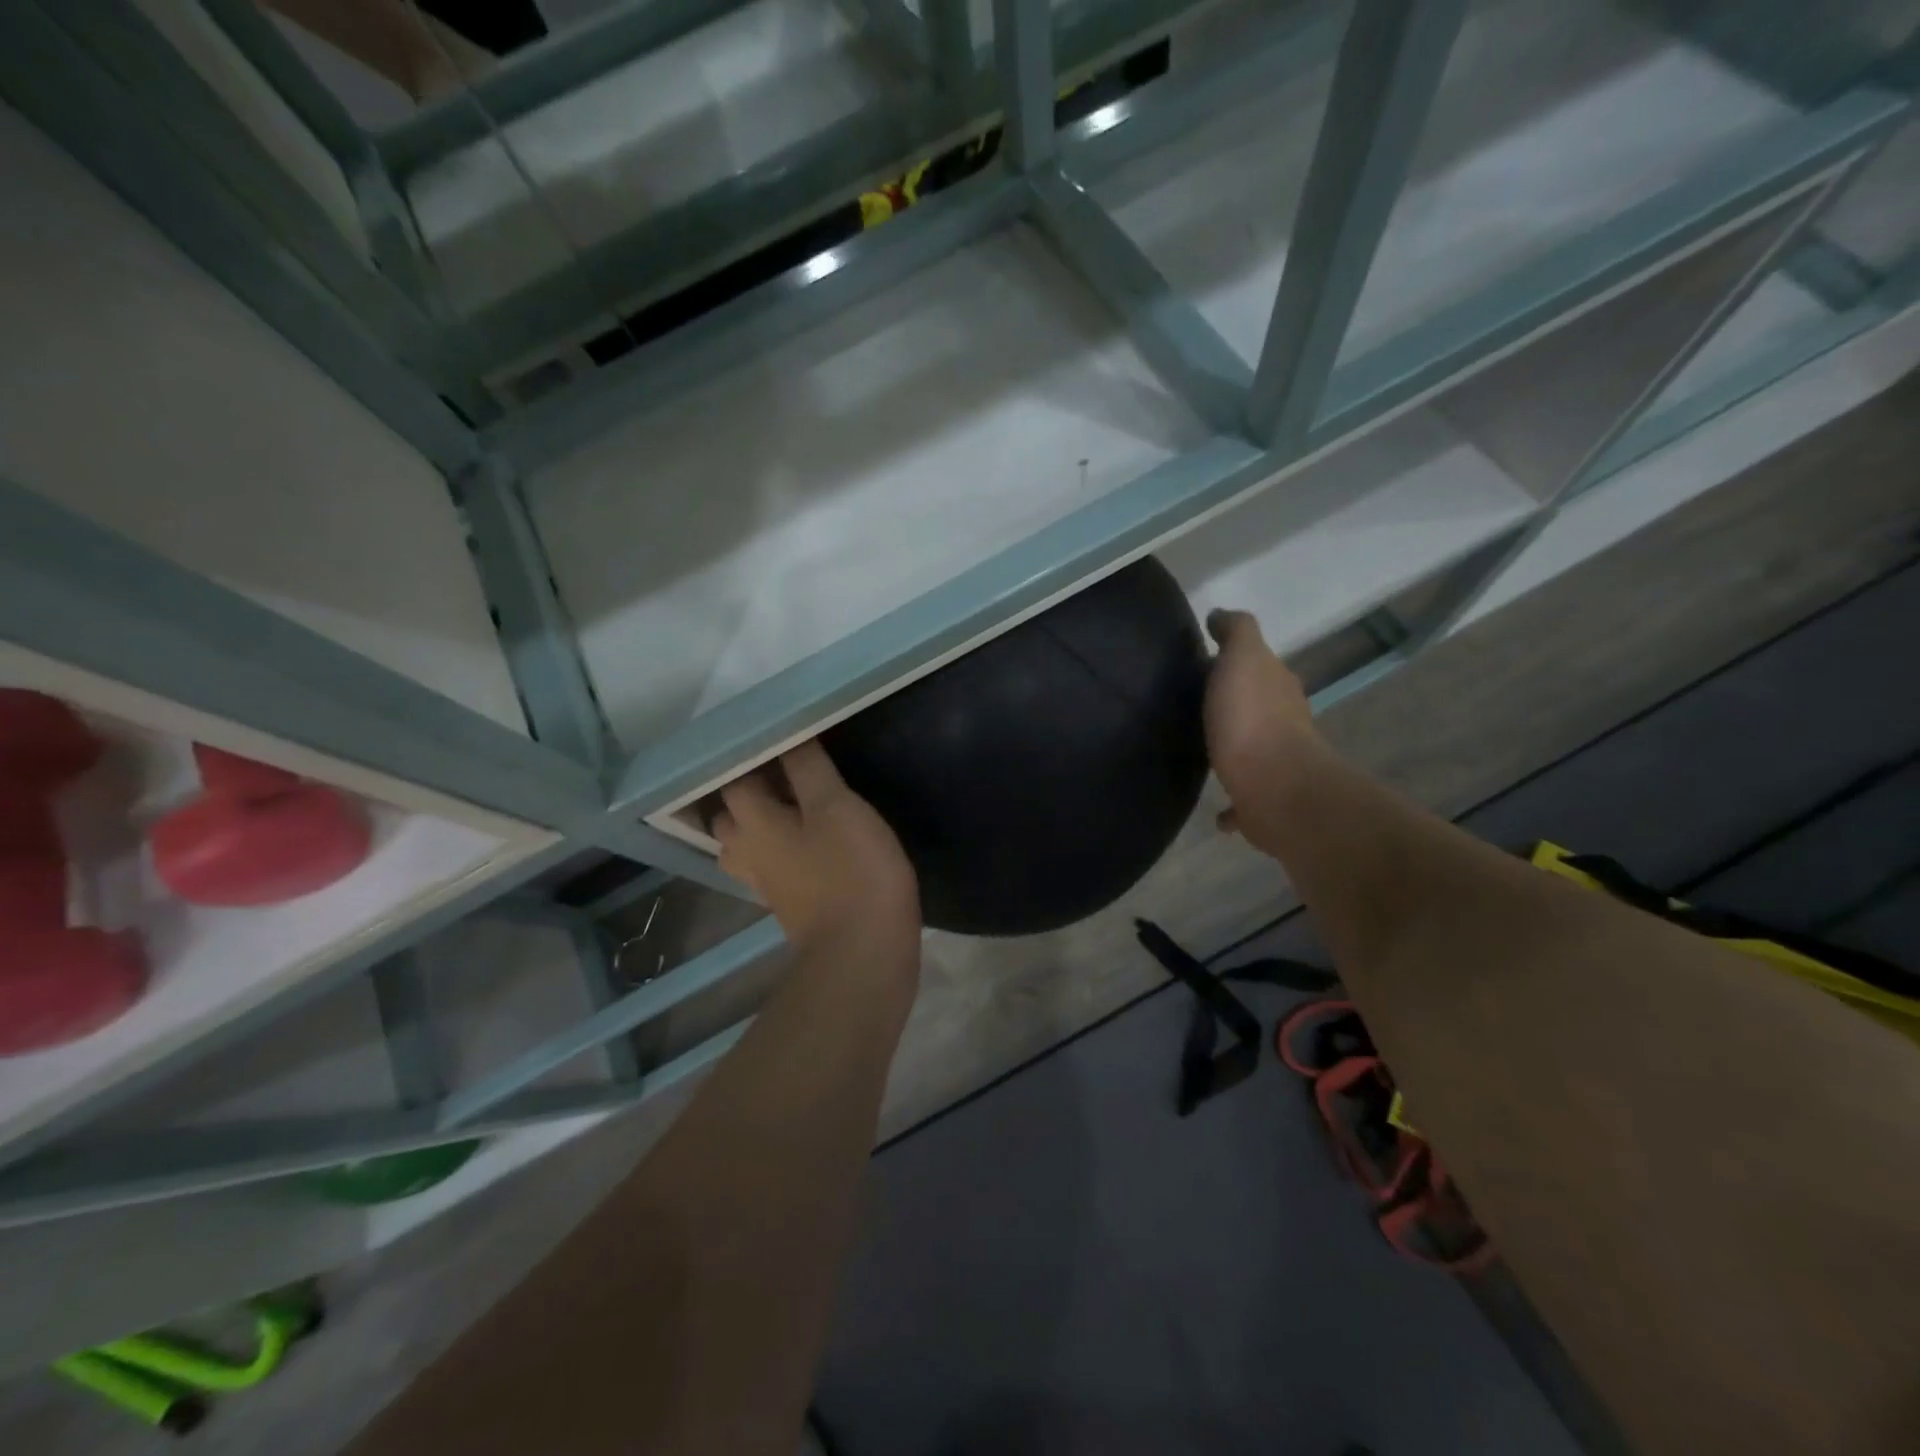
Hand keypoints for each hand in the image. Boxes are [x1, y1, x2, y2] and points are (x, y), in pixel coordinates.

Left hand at [712, 741, 920, 965]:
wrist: (863, 953)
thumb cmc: (851, 871)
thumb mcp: (836, 806)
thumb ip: (808, 768)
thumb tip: (786, 735)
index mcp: (754, 823)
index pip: (733, 780)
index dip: (750, 757)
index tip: (777, 739)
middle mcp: (748, 853)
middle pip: (730, 816)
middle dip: (747, 791)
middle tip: (782, 771)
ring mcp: (766, 884)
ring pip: (747, 846)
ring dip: (760, 824)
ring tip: (793, 806)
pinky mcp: (789, 905)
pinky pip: (772, 867)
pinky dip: (781, 850)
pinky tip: (809, 844)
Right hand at [1204, 609, 1323, 848]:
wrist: (1274, 788)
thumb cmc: (1252, 720)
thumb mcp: (1242, 659)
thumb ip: (1235, 633)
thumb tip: (1220, 616)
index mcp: (1276, 686)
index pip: (1257, 665)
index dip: (1232, 660)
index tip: (1200, 662)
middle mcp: (1283, 723)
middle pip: (1257, 706)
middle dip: (1233, 704)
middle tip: (1195, 705)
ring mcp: (1275, 765)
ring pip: (1251, 750)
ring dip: (1233, 749)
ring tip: (1202, 752)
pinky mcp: (1263, 802)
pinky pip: (1243, 799)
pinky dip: (1232, 803)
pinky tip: (1216, 810)